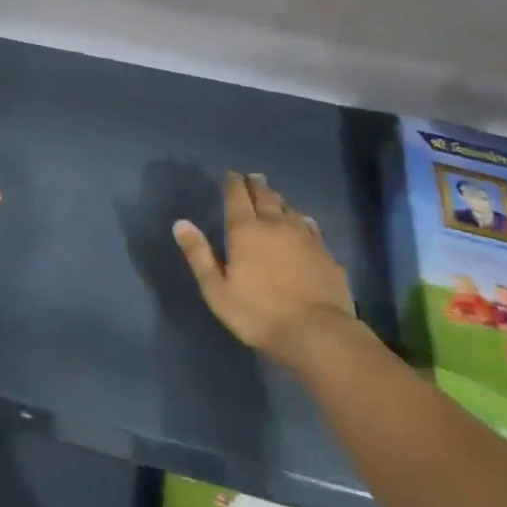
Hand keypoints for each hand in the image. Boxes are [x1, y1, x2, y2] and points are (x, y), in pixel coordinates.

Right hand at [174, 172, 355, 363]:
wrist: (317, 332)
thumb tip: (180, 224)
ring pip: (289, 208)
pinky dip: (302, 219)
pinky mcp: (326, 253)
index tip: (231, 174)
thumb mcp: (217, 290)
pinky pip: (311, 226)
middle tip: (252, 176)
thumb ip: (199, 255)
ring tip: (273, 195)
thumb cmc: (259, 314)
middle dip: (256, 185)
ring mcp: (305, 237)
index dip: (233, 183)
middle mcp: (276, 225)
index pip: (237, 197)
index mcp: (246, 231)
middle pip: (265, 196)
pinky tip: (303, 221)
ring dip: (278, 199)